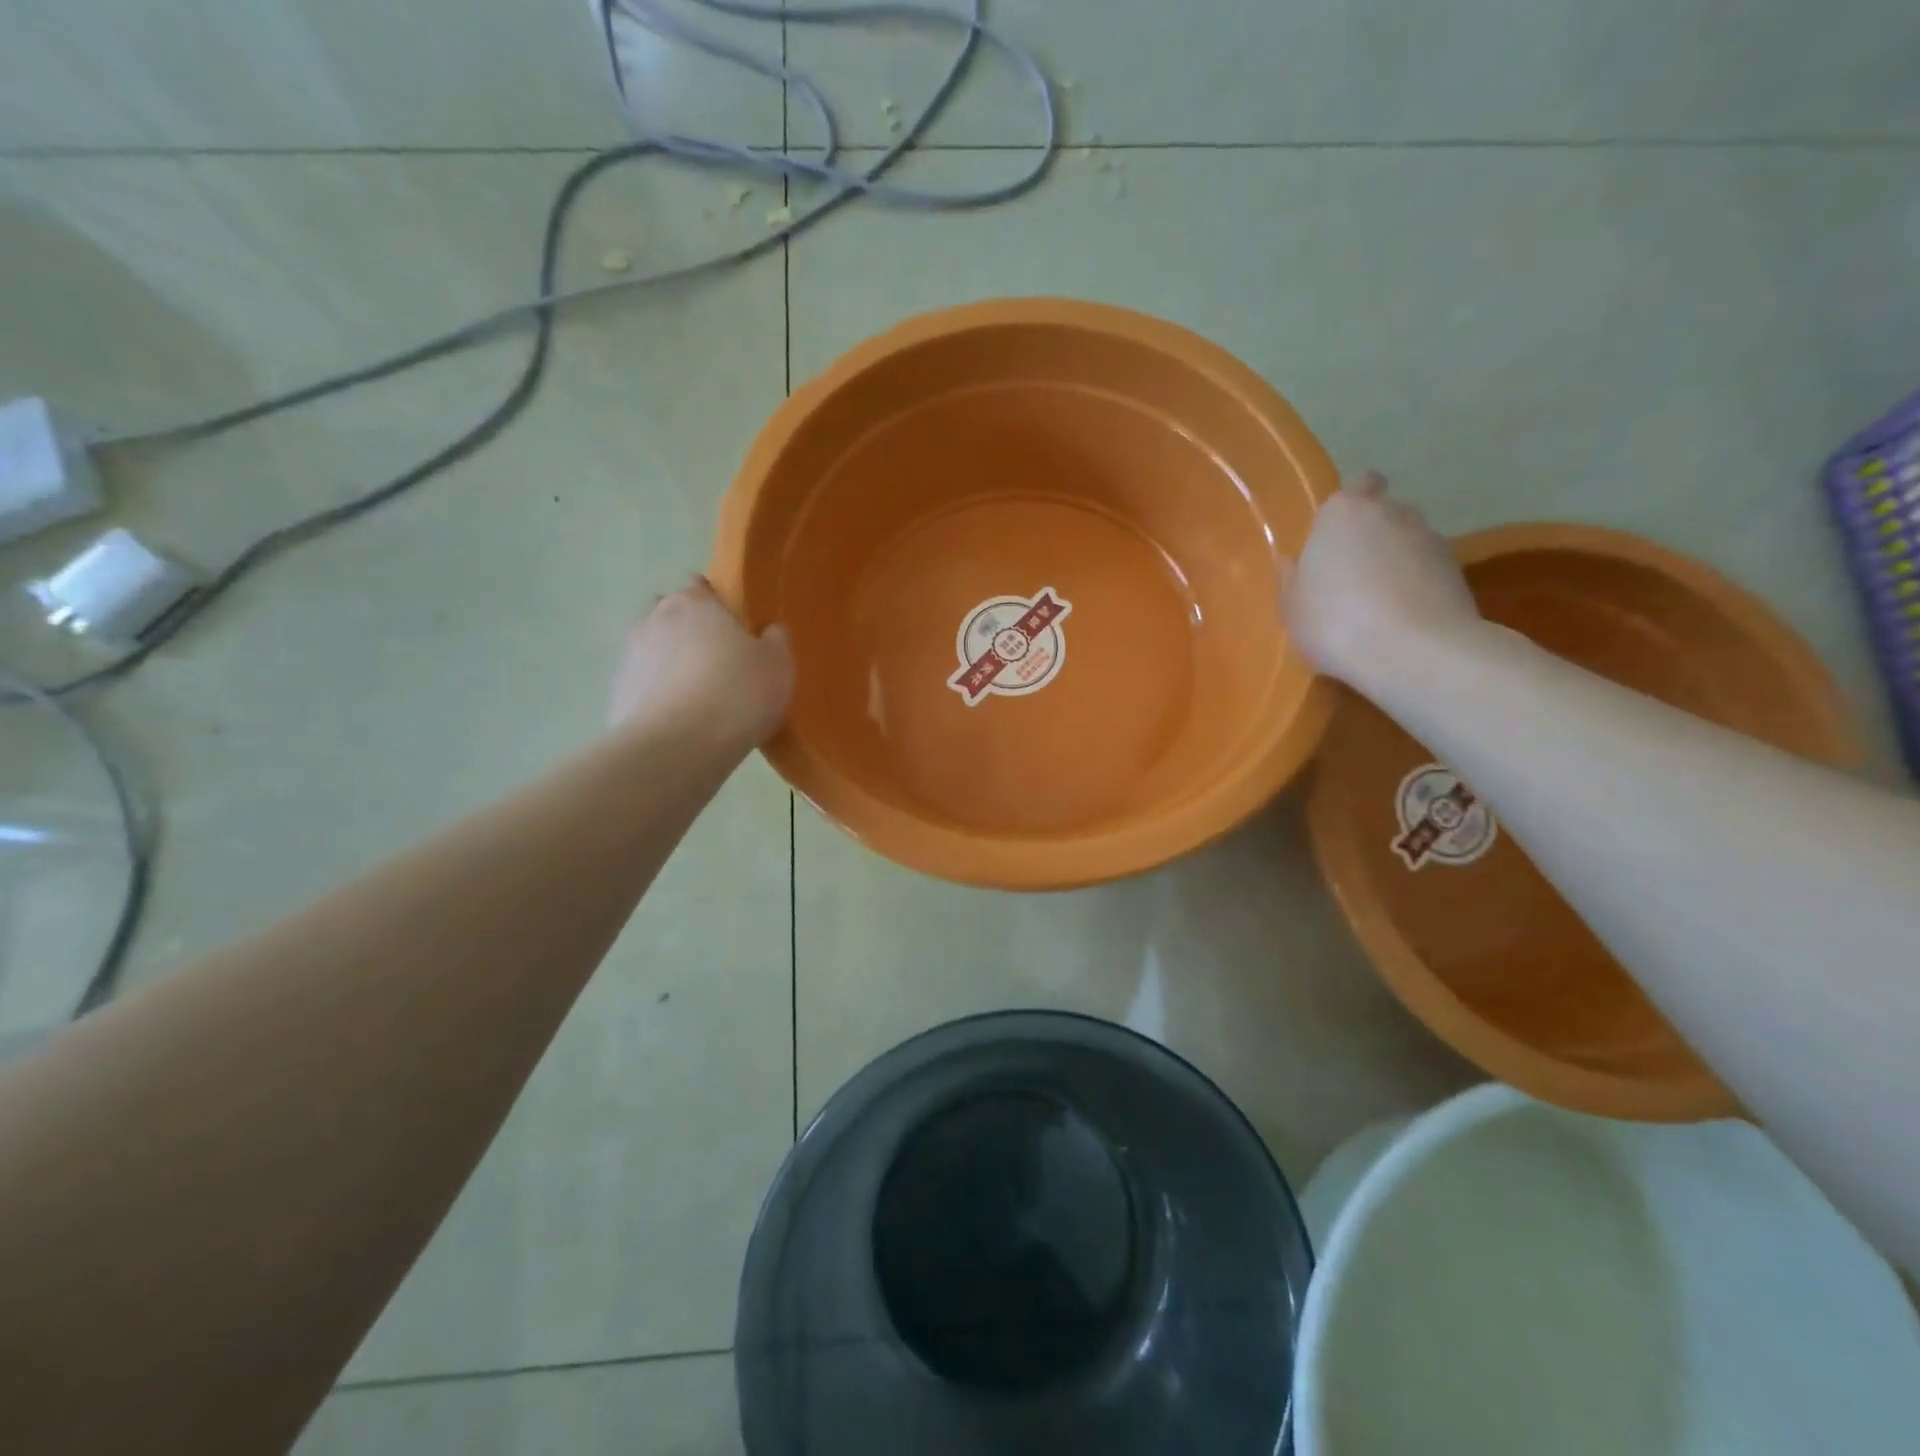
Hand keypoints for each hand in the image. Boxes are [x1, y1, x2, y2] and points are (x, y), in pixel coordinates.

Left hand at [609, 578, 793, 746]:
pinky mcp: (618, 694)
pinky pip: (645, 688)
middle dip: (689, 630)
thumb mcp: (777, 666)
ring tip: (700, 697)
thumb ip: (775, 641)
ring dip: (671, 664)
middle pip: (671, 615)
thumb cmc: (737, 693)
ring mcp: (630, 657)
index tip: (733, 626)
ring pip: (654, 651)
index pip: (699, 587)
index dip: (716, 603)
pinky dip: (659, 697)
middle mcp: (654, 620)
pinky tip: (681, 722)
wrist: (679, 746)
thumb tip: (769, 631)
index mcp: (694, 603)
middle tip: (718, 660)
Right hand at [1283, 472, 1481, 689]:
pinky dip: (1417, 586)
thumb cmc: (1335, 623)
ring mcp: (1431, 539)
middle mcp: (1391, 513)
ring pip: (1407, 542)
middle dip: (1371, 535)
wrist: (1414, 652)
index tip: (1334, 539)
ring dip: (1395, 562)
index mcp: (1342, 513)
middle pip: (1382, 513)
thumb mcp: (1293, 608)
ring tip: (1378, 604)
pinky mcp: (1458, 570)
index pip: (1354, 486)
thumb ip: (1292, 579)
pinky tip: (1402, 620)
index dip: (1346, 510)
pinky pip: (1427, 571)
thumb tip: (1294, 561)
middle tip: (1351, 575)